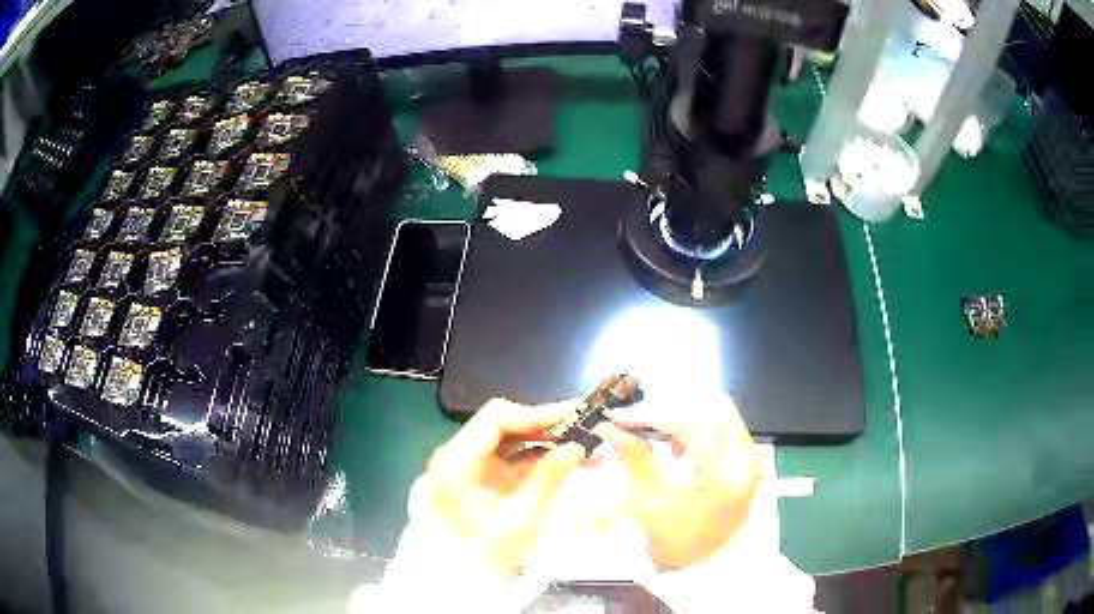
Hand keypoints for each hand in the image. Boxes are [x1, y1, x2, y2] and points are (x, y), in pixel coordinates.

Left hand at [426, 399, 584, 576]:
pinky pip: (512, 459)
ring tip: (586, 446)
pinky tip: (569, 463)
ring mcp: (470, 466)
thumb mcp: (521, 519)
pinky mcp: (482, 479)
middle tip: (586, 427)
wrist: (458, 580)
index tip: (572, 418)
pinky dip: (539, 459)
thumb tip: (577, 447)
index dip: (536, 414)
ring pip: (511, 440)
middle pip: (504, 425)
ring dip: (547, 441)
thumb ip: (548, 478)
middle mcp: (458, 455)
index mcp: (455, 461)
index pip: (496, 417)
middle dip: (547, 426)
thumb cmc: (485, 554)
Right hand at [593, 394, 760, 570]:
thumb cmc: (678, 542)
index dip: (651, 415)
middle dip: (668, 407)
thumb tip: (609, 427)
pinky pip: (720, 425)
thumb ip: (635, 459)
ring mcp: (748, 455)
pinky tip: (673, 444)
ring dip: (680, 414)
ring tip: (650, 430)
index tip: (619, 416)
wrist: (708, 566)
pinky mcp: (744, 457)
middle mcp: (746, 457)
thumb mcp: (651, 504)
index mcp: (726, 475)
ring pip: (716, 412)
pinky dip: (693, 426)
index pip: (690, 425)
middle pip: (709, 408)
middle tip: (634, 418)